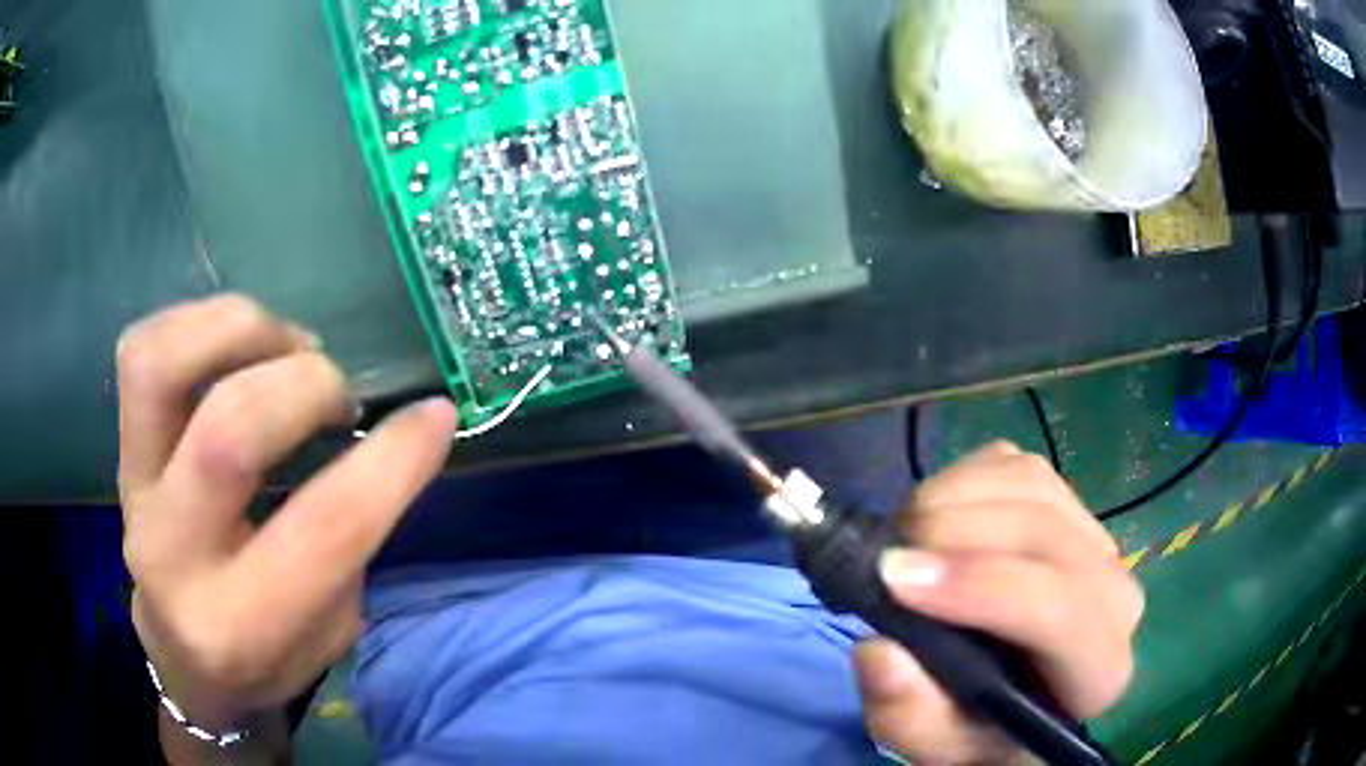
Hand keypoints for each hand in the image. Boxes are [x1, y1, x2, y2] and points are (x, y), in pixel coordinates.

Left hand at [117, 295, 456, 729]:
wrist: (183, 657)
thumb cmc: (266, 656)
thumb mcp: (332, 629)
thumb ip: (351, 538)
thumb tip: (389, 438)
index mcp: (242, 625)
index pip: (323, 527)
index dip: (392, 460)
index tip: (435, 415)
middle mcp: (174, 555)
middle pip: (230, 432)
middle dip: (309, 387)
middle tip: (339, 395)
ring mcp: (134, 491)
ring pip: (162, 366)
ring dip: (242, 331)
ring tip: (286, 347)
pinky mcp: (122, 450)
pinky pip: (143, 351)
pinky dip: (199, 325)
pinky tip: (239, 344)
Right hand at [855, 442, 1142, 763]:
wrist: (1013, 692)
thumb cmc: (979, 726)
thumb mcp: (934, 743)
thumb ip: (908, 716)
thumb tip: (880, 649)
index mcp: (1099, 673)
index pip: (1059, 611)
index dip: (980, 586)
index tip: (895, 578)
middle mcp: (1116, 596)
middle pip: (1046, 534)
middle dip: (957, 533)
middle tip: (886, 554)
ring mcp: (1096, 539)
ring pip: (1031, 485)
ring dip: (953, 498)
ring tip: (904, 536)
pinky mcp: (1069, 502)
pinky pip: (1017, 464)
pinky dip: (962, 478)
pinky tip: (935, 517)